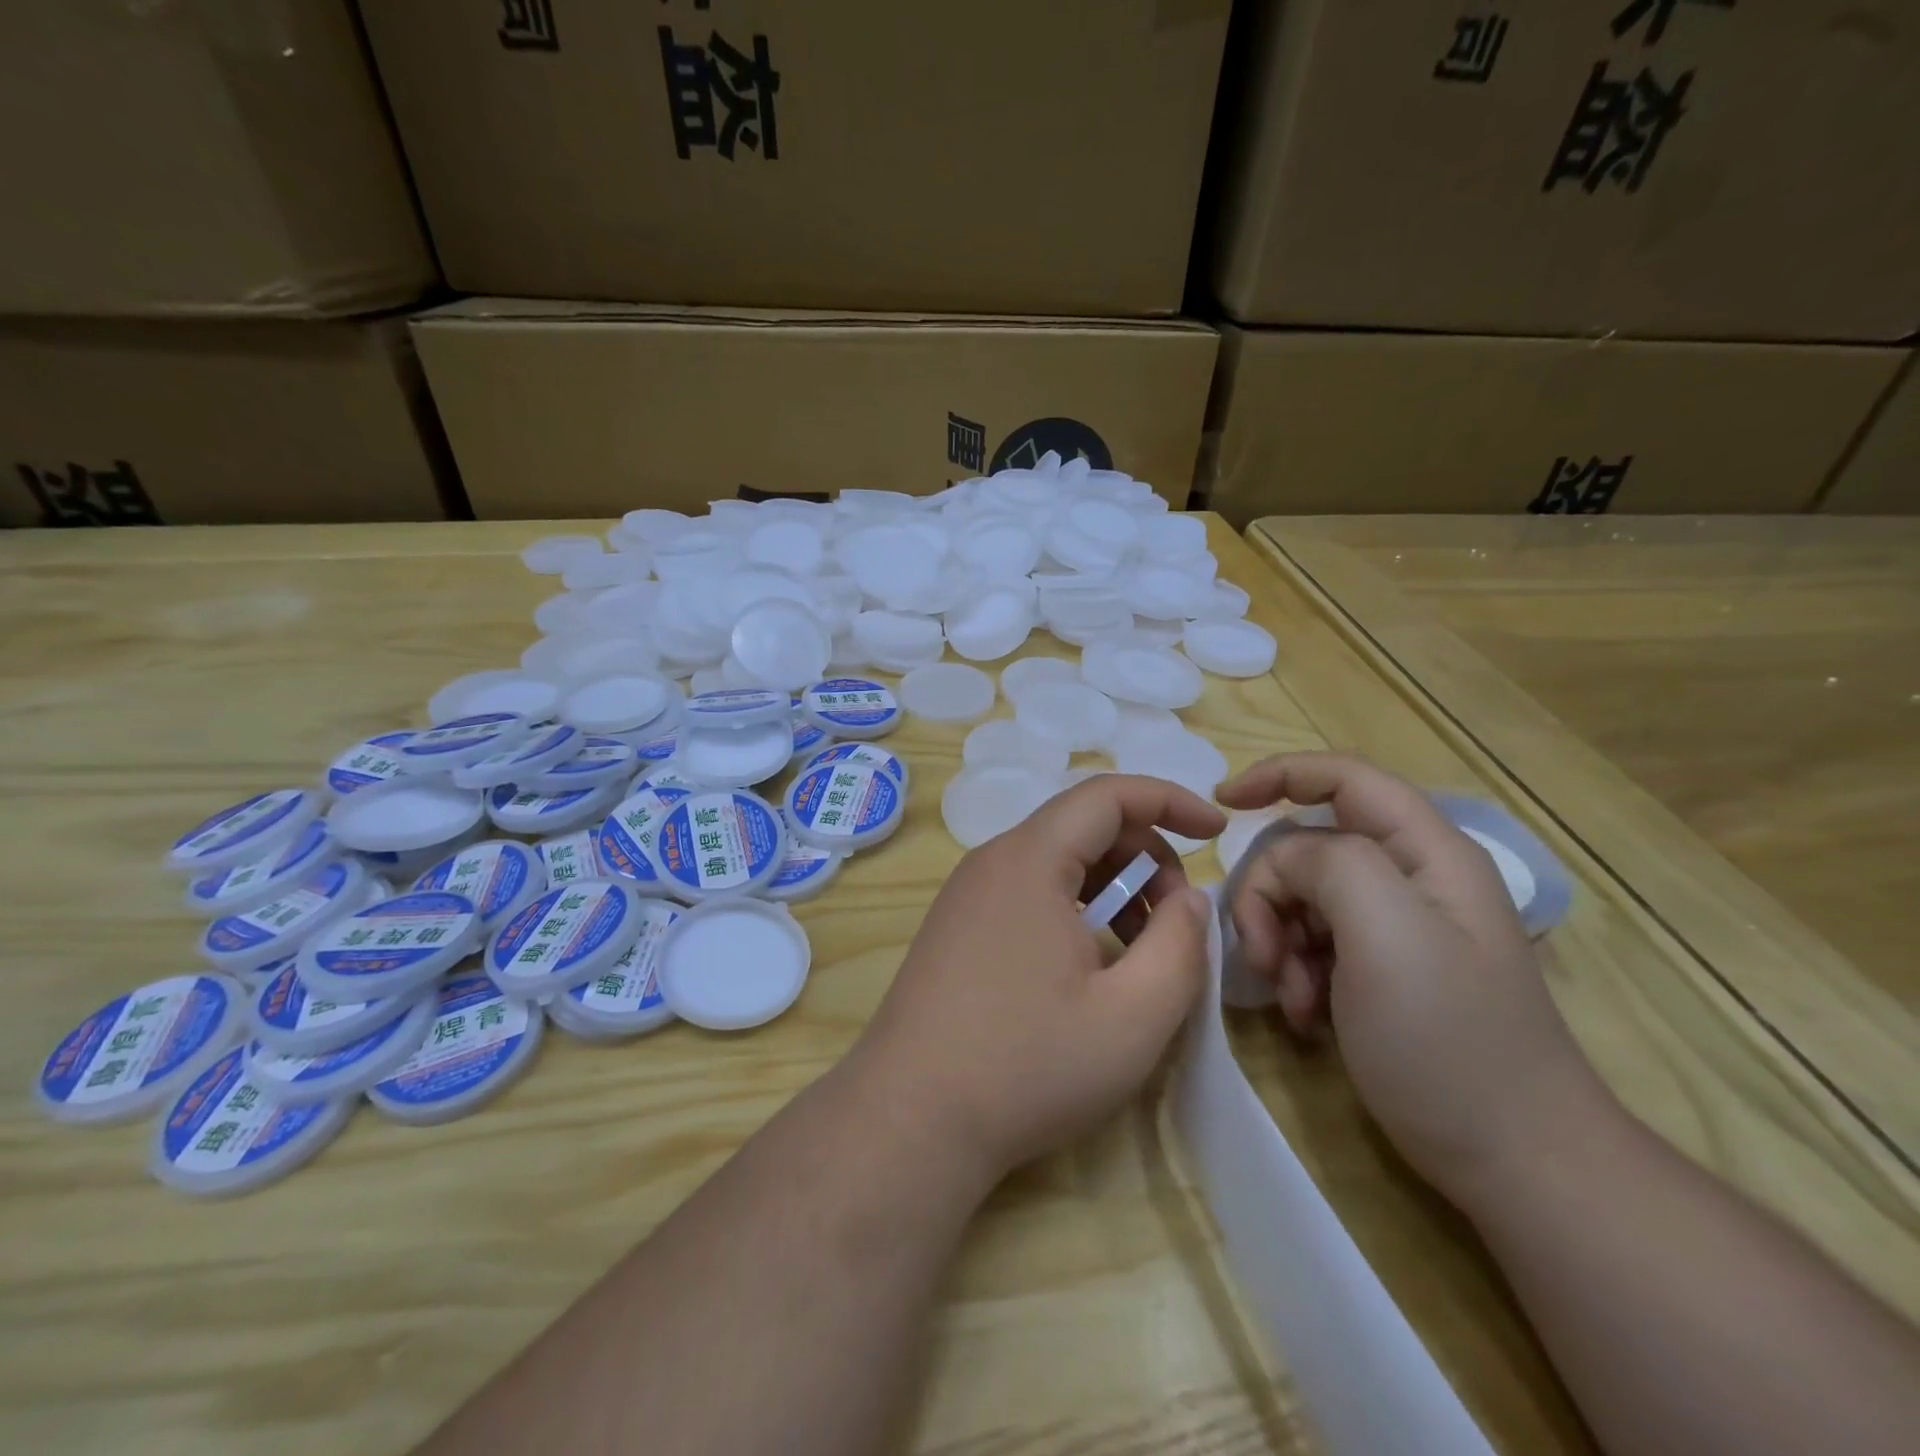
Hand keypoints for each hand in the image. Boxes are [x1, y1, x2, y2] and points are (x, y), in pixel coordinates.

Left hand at [853, 775, 1225, 1183]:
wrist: (910, 1119)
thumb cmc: (1027, 1066)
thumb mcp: (1132, 1017)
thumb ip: (1179, 946)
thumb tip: (1189, 898)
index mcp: (1029, 860)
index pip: (1107, 794)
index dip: (1169, 801)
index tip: (1216, 831)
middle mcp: (991, 861)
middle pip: (1082, 826)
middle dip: (1145, 856)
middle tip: (1177, 919)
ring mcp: (966, 894)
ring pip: (1055, 861)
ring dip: (1112, 887)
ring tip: (1140, 949)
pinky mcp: (956, 927)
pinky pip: (1027, 891)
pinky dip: (1074, 907)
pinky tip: (1090, 965)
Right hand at [1217, 752, 1608, 1208]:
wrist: (1514, 1160)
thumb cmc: (1448, 1038)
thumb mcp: (1386, 933)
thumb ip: (1328, 866)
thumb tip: (1286, 864)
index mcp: (1425, 853)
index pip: (1344, 777)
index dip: (1279, 774)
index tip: (1222, 806)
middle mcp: (1409, 879)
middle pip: (1307, 847)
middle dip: (1269, 892)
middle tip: (1261, 953)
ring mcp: (1393, 928)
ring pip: (1300, 897)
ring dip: (1277, 940)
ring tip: (1290, 997)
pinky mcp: (1377, 970)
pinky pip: (1310, 942)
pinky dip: (1293, 971)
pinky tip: (1304, 1014)